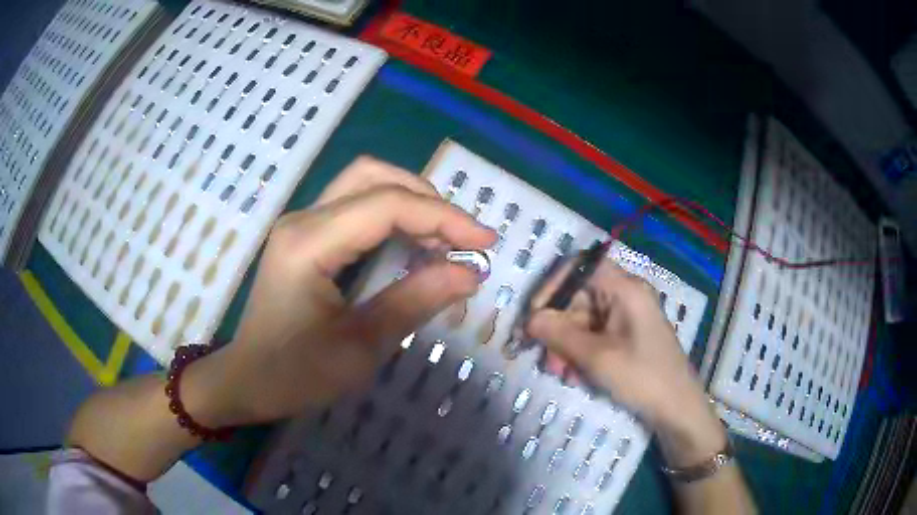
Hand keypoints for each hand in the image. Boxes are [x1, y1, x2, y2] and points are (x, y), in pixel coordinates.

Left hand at [189, 157, 494, 426]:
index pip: (386, 206)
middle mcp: (302, 219)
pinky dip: (392, 216)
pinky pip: (355, 207)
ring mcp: (301, 224)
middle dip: (426, 198)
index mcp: (309, 243)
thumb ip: (414, 302)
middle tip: (461, 236)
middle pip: (372, 175)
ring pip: (364, 183)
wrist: (247, 381)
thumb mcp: (359, 348)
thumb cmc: (295, 375)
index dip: (443, 218)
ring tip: (445, 240)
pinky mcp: (305, 236)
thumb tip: (470, 274)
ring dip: (410, 202)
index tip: (485, 242)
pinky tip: (413, 243)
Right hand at [526, 260, 725, 466]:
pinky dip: (580, 353)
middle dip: (557, 327)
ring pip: (583, 320)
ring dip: (566, 345)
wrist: (677, 409)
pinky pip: (595, 335)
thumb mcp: (596, 357)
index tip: (534, 315)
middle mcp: (626, 295)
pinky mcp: (627, 336)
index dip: (553, 285)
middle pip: (579, 297)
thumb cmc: (642, 377)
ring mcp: (627, 316)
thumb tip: (528, 319)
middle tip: (544, 357)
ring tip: (561, 373)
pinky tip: (576, 376)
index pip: (581, 267)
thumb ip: (559, 334)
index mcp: (625, 288)